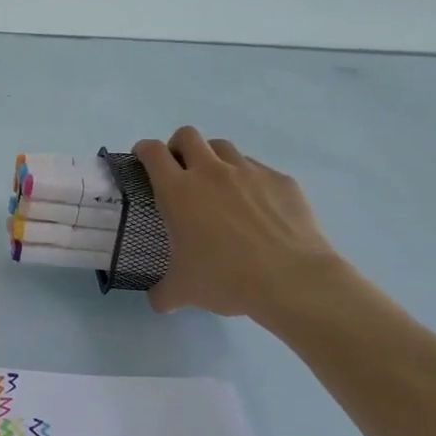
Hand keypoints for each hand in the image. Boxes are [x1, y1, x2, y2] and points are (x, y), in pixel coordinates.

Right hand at [133, 127, 346, 320]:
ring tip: (218, 186)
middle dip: (178, 147)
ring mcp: (249, 172)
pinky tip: (256, 208)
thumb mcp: (184, 292)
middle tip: (180, 171)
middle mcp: (211, 172)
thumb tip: (158, 300)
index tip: (143, 160)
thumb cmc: (226, 279)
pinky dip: (249, 180)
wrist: (292, 281)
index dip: (144, 150)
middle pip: (187, 135)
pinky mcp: (281, 180)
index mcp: (178, 191)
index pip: (153, 152)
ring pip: (224, 147)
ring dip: (213, 158)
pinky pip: (258, 169)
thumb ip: (163, 293)